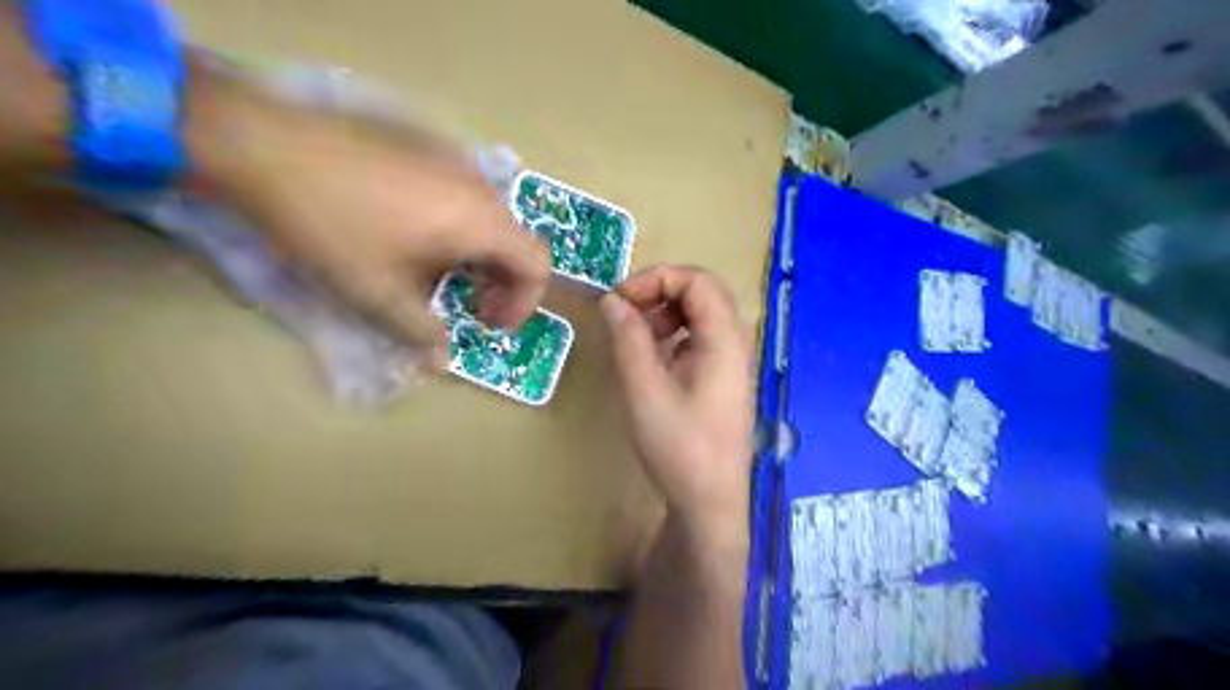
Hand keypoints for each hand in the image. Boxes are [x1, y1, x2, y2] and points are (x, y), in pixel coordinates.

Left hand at [183, 67, 548, 362]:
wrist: (263, 145)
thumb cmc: (331, 225)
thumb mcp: (376, 292)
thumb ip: (420, 331)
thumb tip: (442, 362)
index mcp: (479, 221)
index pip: (537, 264)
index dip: (525, 302)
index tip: (489, 323)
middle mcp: (477, 189)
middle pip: (516, 242)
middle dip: (502, 284)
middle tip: (469, 308)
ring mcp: (452, 164)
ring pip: (490, 221)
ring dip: (480, 258)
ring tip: (440, 277)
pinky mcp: (425, 151)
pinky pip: (463, 199)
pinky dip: (459, 230)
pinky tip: (416, 239)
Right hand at [600, 266, 755, 531]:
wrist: (710, 502)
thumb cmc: (679, 448)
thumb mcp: (644, 391)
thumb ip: (628, 339)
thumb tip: (612, 300)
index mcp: (724, 341)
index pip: (698, 280)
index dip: (657, 279)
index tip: (620, 299)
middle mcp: (735, 344)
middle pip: (703, 293)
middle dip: (661, 292)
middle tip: (626, 312)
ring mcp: (732, 362)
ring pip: (702, 315)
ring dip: (666, 312)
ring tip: (635, 336)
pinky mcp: (722, 379)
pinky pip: (700, 339)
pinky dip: (674, 335)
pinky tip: (653, 358)